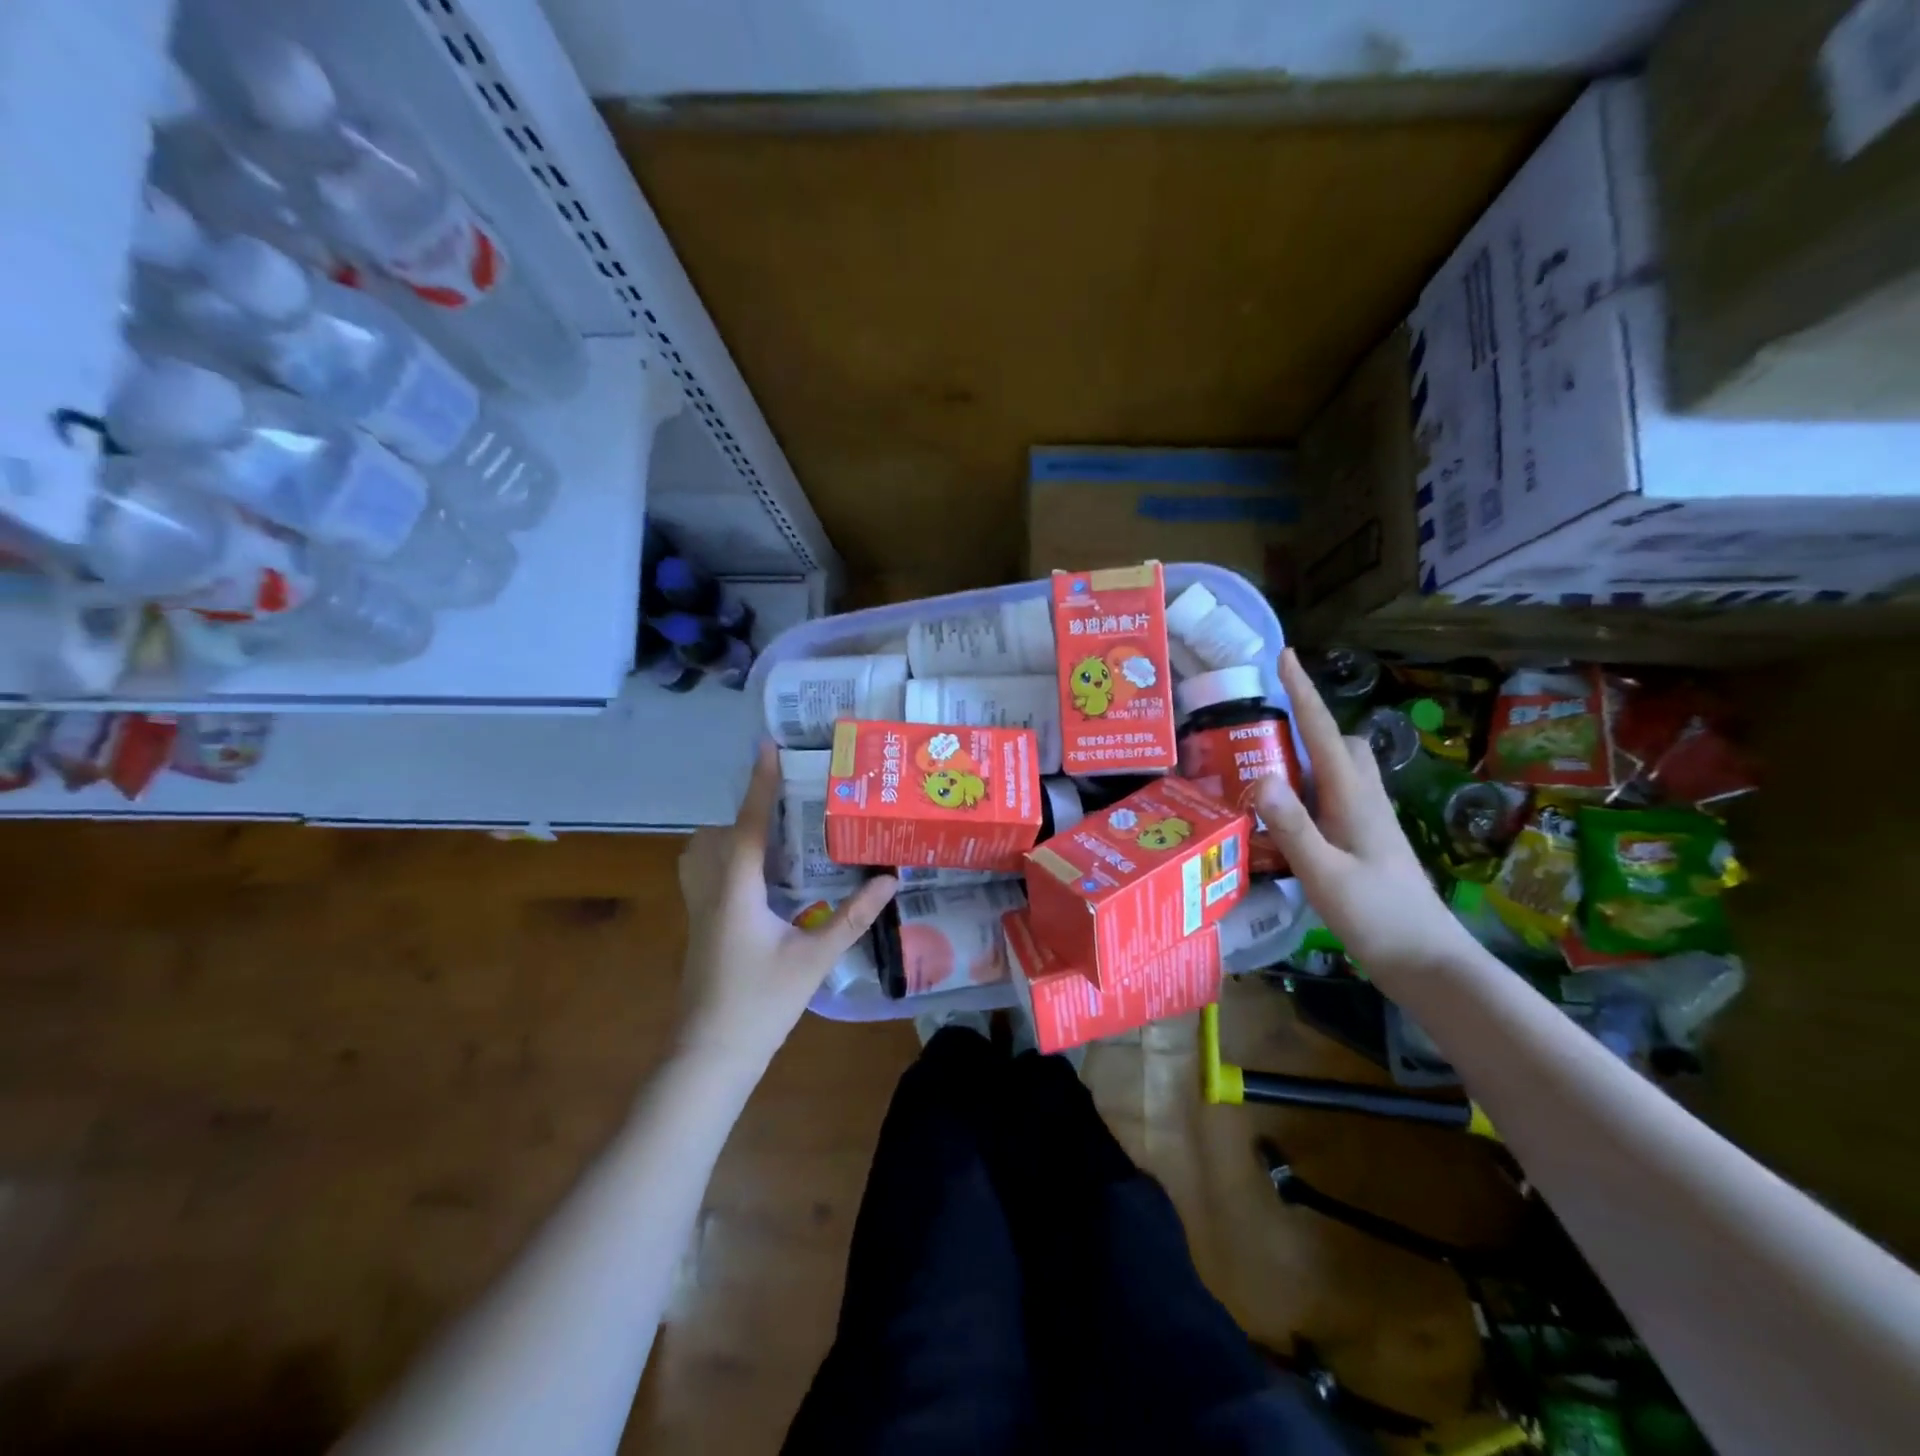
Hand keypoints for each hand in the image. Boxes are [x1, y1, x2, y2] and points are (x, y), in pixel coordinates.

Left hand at [676, 743, 896, 1069]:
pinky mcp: (698, 928)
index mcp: (736, 890)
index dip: (759, 783)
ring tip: (776, 845)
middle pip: (718, 834)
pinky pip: (705, 875)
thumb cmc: (761, 1004)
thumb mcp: (815, 958)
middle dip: (748, 814)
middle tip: (789, 812)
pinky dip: (726, 861)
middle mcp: (710, 891)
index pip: (748, 824)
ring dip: (732, 838)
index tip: (766, 747)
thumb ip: (853, 917)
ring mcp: (698, 911)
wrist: (710, 1056)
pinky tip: (762, 884)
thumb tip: (889, 881)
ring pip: (701, 854)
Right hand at [1254, 650, 1474, 973]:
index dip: (1303, 693)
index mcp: (1354, 799)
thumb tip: (1261, 777)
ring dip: (1307, 760)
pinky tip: (1286, 820)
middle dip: (1308, 725)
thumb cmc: (1377, 918)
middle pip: (1341, 744)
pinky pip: (1336, 798)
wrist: (1427, 963)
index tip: (1285, 656)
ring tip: (1264, 772)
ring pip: (1341, 771)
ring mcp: (1369, 822)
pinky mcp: (1367, 842)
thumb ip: (1293, 826)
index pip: (1324, 733)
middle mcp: (1365, 801)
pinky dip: (1310, 793)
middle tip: (1264, 732)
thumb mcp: (1325, 874)